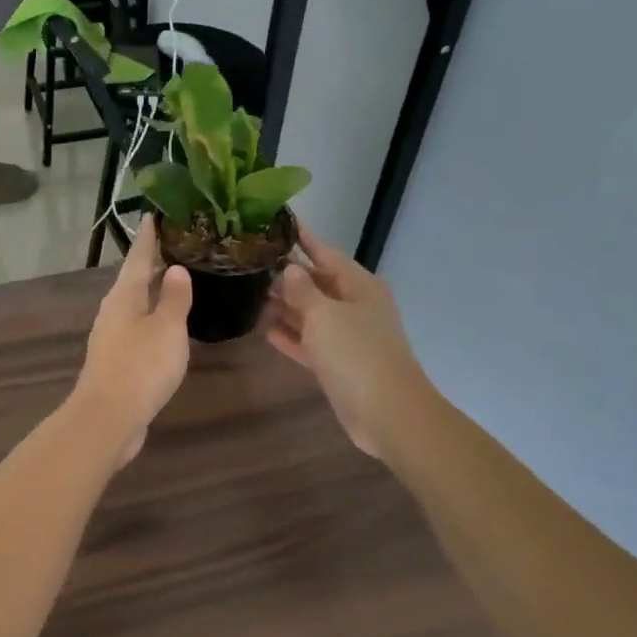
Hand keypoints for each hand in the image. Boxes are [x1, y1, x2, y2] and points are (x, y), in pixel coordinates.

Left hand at [73, 218, 192, 465]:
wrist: (108, 418)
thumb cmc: (141, 366)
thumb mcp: (166, 328)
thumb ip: (173, 298)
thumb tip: (174, 268)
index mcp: (124, 296)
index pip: (137, 258)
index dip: (147, 238)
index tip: (153, 216)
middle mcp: (114, 311)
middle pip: (133, 279)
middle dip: (150, 262)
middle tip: (173, 244)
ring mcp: (112, 337)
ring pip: (134, 304)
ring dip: (151, 290)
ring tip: (172, 279)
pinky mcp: (117, 360)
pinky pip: (137, 327)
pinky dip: (152, 317)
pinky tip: (165, 324)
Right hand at [266, 222, 435, 461]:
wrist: (387, 414)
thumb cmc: (356, 354)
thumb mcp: (324, 315)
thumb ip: (303, 290)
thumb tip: (290, 269)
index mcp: (358, 286)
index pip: (325, 253)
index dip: (302, 238)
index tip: (278, 222)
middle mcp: (354, 306)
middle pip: (317, 282)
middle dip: (287, 274)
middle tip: (251, 261)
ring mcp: (347, 336)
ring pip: (310, 313)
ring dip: (284, 305)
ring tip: (250, 292)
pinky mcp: (337, 363)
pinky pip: (309, 341)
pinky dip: (290, 335)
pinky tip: (263, 329)